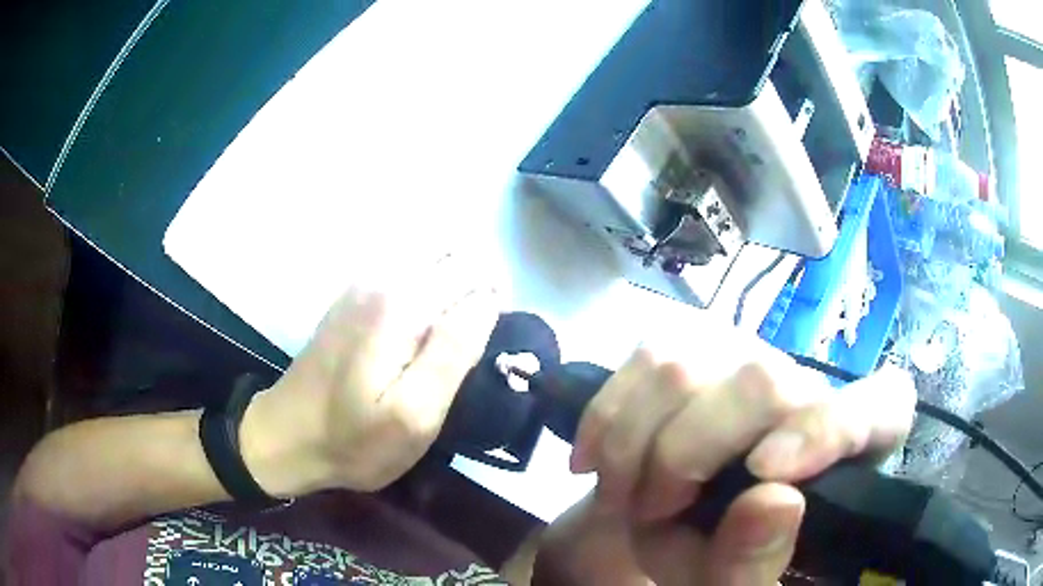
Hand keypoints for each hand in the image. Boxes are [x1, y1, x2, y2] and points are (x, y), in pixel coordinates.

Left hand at [240, 253, 500, 496]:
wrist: (285, 437)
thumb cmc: (352, 439)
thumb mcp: (413, 415)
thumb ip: (453, 353)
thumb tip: (486, 303)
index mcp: (400, 303)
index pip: (473, 270)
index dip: (495, 301)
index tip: (490, 343)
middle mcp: (381, 278)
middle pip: (452, 255)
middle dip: (476, 288)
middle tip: (472, 344)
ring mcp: (361, 285)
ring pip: (430, 262)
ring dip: (452, 290)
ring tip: (449, 342)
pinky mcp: (352, 299)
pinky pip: (406, 275)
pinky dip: (428, 292)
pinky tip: (419, 335)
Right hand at [535, 319, 915, 585]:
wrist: (671, 526)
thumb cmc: (719, 559)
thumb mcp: (731, 584)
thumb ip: (754, 564)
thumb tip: (774, 501)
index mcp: (852, 447)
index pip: (878, 406)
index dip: (828, 427)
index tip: (764, 474)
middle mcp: (810, 387)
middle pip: (763, 381)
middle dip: (683, 454)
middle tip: (647, 512)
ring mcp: (752, 358)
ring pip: (689, 362)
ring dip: (633, 442)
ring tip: (620, 497)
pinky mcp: (699, 347)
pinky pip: (645, 356)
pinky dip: (608, 415)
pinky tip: (595, 460)